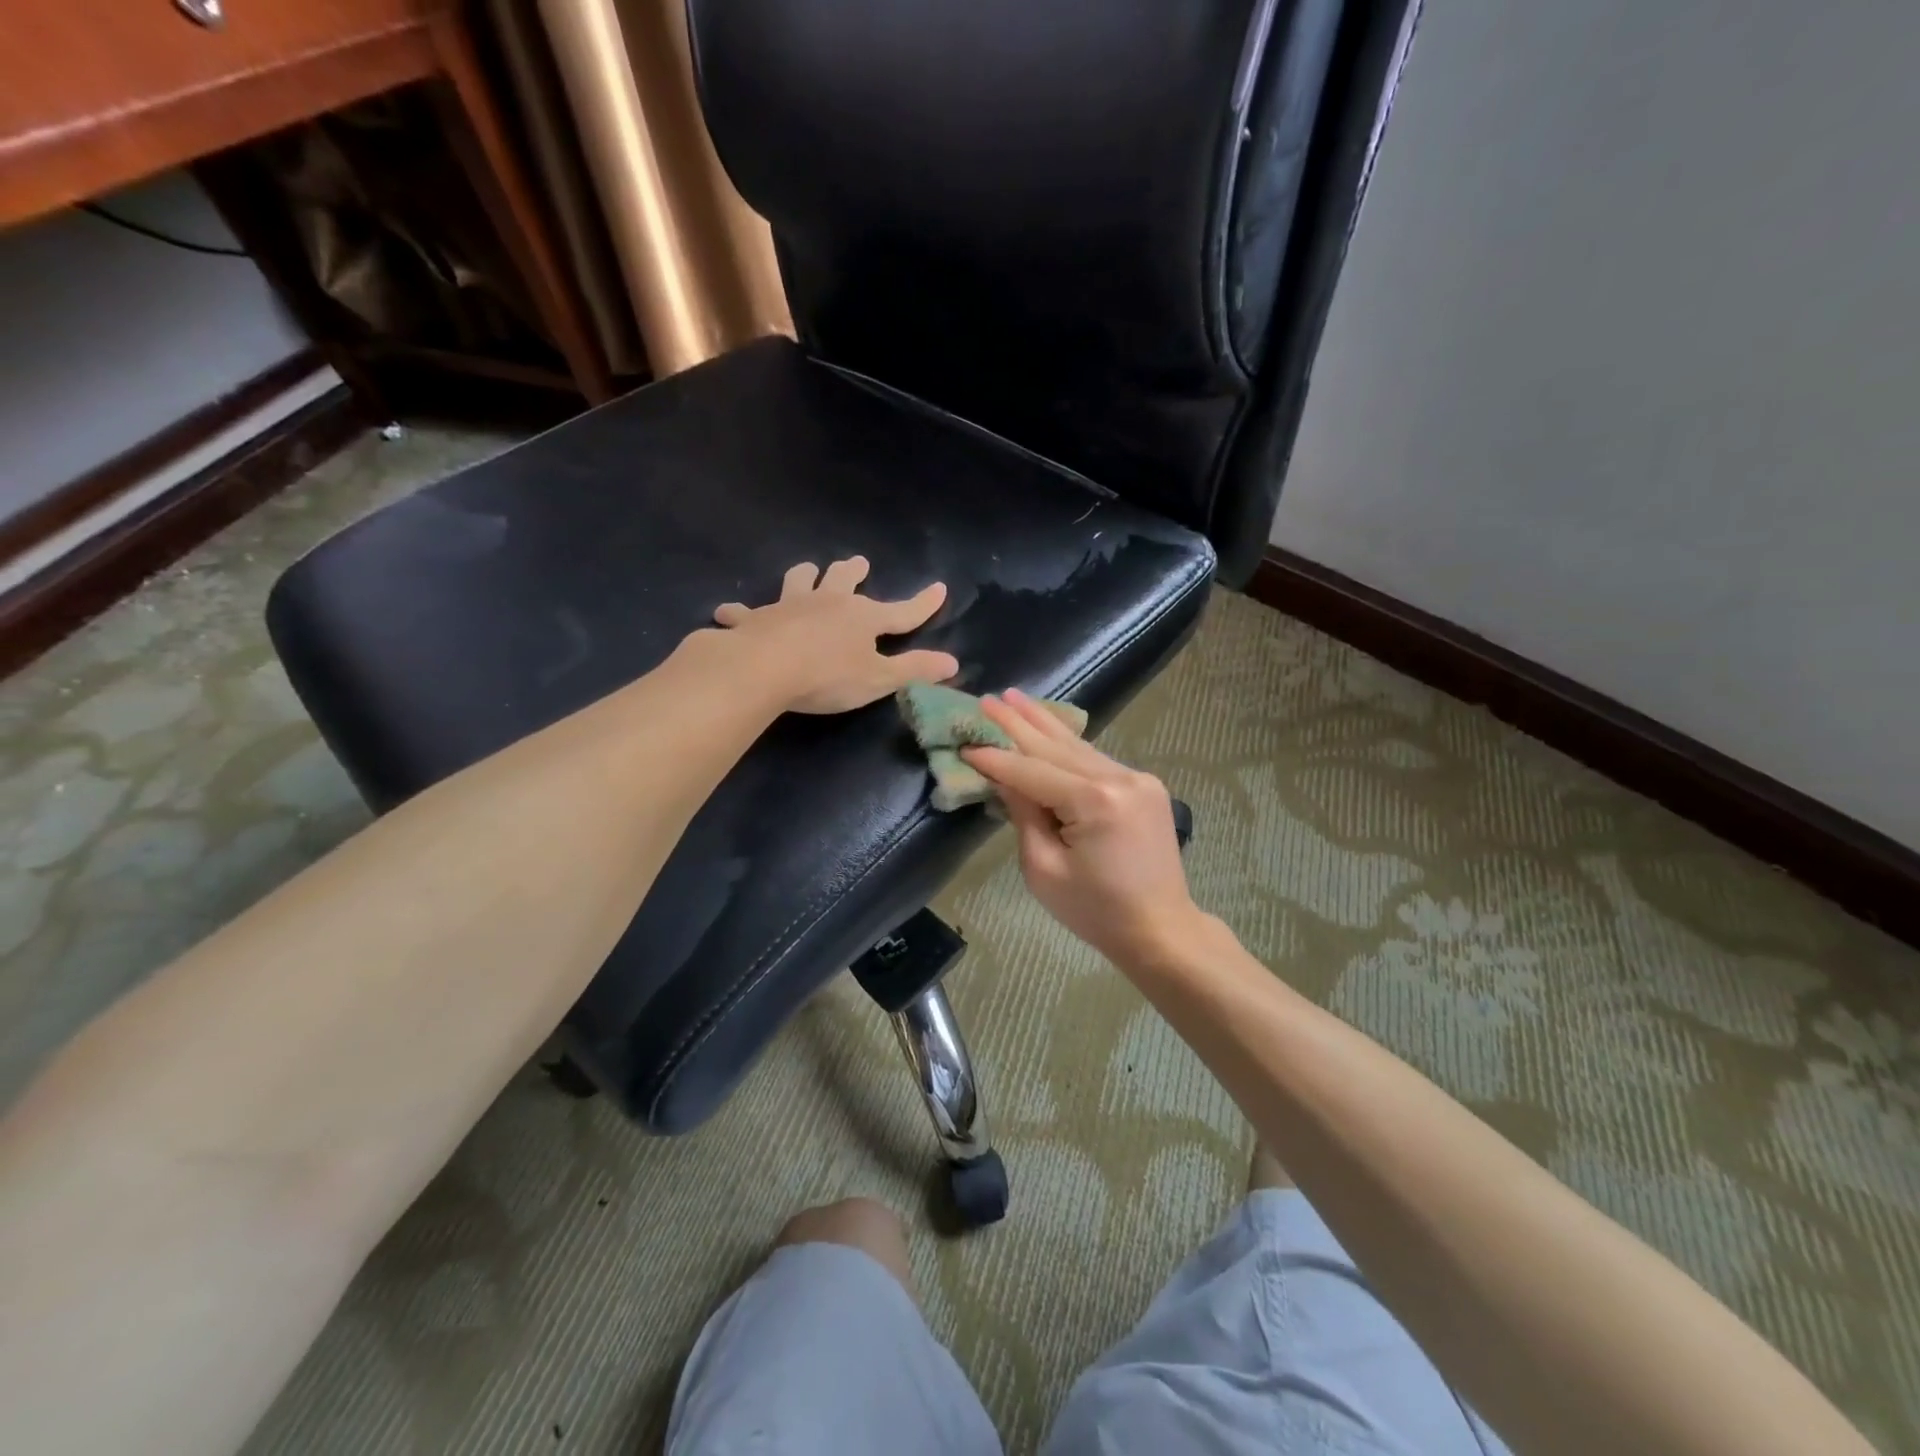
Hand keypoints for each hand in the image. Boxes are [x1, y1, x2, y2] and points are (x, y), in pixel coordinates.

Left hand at [712, 557, 960, 713]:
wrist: (764, 669)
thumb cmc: (827, 676)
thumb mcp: (879, 679)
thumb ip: (915, 670)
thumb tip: (953, 663)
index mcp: (863, 617)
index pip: (902, 611)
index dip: (923, 604)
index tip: (940, 588)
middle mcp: (828, 602)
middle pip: (843, 580)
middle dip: (853, 571)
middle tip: (858, 563)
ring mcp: (789, 606)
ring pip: (799, 581)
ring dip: (805, 576)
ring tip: (808, 571)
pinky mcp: (756, 619)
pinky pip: (746, 612)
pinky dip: (740, 612)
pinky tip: (729, 612)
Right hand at [961, 691, 1201, 967]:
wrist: (1161, 929)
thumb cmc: (1096, 911)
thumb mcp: (1044, 870)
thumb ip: (1024, 815)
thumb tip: (1005, 778)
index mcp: (1094, 802)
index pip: (1031, 771)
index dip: (995, 759)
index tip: (965, 742)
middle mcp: (1120, 778)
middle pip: (1056, 746)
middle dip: (1018, 723)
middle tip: (987, 698)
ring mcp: (1138, 778)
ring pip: (1079, 746)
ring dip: (1043, 723)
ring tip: (1014, 698)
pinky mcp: (1146, 785)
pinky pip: (1096, 759)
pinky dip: (1068, 745)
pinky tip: (1048, 727)